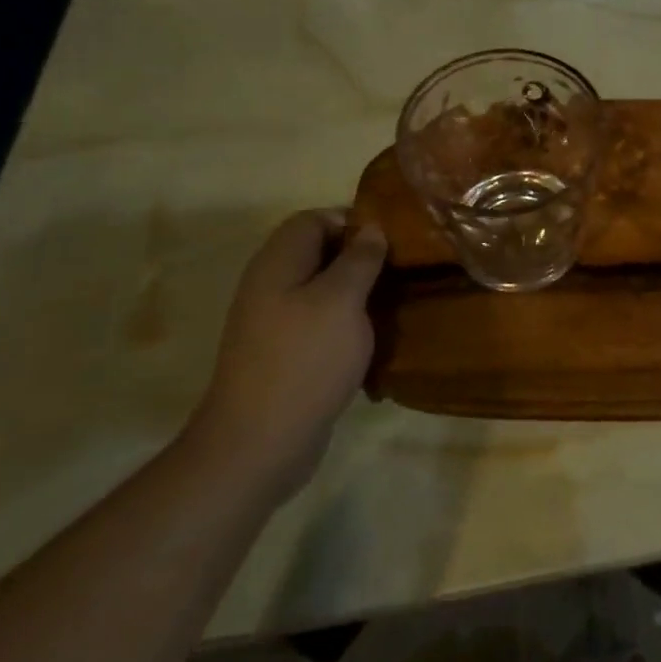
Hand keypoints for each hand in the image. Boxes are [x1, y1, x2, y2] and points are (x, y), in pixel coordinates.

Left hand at [185, 210, 386, 502]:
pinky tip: (372, 341)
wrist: (260, 442)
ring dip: (357, 294)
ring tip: (394, 304)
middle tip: (401, 271)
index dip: (352, 221)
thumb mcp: (342, 301)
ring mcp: (274, 323)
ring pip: (322, 290)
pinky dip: (346, 325)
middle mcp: (271, 285)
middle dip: (360, 258)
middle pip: (318, 253)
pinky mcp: (284, 355)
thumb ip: (359, 260)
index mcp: (278, 263)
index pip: (314, 219)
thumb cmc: (305, 359)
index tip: (392, 241)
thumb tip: (371, 229)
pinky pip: (320, 324)